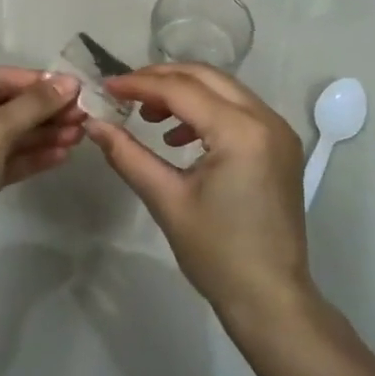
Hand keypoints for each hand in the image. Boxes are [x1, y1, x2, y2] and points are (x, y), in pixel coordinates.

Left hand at [0, 67, 84, 282]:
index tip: (77, 87)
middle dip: (44, 110)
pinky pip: (7, 160)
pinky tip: (62, 155)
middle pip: (5, 107)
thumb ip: (33, 105)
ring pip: (9, 135)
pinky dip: (33, 156)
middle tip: (84, 114)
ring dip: (43, 133)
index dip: (38, 82)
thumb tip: (70, 81)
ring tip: (80, 135)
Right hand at [86, 64, 311, 320]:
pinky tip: (179, 136)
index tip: (105, 87)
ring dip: (184, 92)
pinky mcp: (280, 145)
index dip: (139, 84)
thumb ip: (128, 155)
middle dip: (162, 78)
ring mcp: (278, 131)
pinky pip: (239, 110)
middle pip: (206, 77)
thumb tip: (93, 124)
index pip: (181, 89)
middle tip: (125, 92)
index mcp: (240, 131)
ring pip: (224, 89)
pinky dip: (207, 110)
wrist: (271, 298)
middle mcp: (265, 119)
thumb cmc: (216, 253)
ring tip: (148, 115)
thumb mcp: (166, 200)